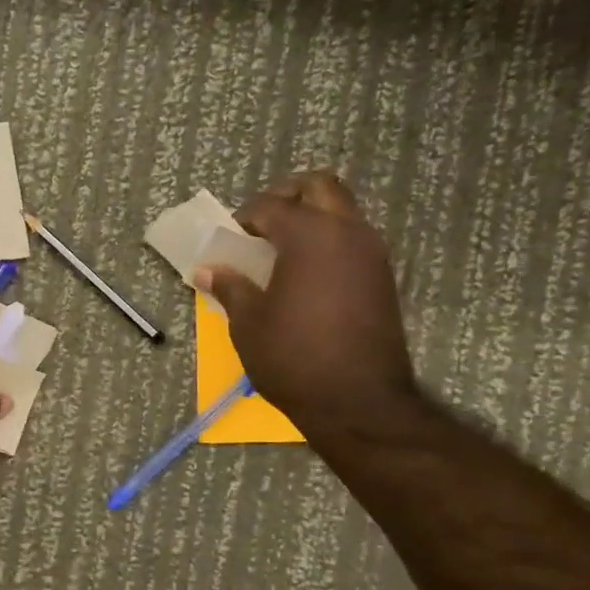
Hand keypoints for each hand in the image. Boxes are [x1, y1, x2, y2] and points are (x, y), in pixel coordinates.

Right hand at [194, 170, 418, 435]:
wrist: (358, 402)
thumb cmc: (293, 358)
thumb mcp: (248, 323)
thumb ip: (230, 287)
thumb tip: (207, 270)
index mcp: (309, 235)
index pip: (271, 205)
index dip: (245, 217)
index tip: (230, 238)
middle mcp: (347, 232)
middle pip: (319, 187)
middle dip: (287, 196)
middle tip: (263, 224)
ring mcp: (371, 253)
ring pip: (342, 210)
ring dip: (312, 217)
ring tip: (283, 250)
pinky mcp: (383, 277)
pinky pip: (354, 239)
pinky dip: (329, 241)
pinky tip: (307, 275)